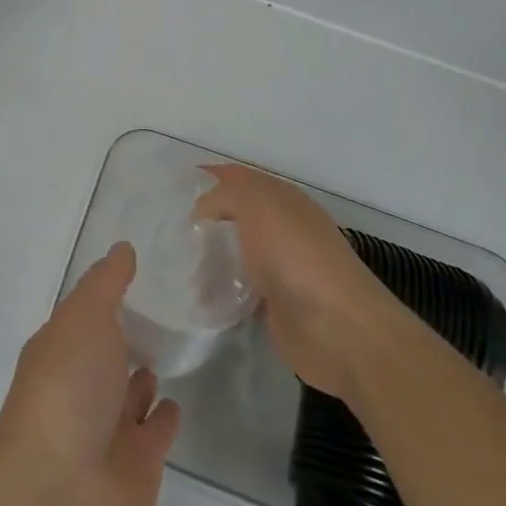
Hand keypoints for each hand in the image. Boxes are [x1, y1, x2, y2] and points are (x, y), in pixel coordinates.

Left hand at [0, 244, 181, 505]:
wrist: (61, 486)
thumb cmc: (68, 387)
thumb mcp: (84, 317)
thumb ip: (106, 284)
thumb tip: (122, 249)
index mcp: (62, 348)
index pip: (87, 316)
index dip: (107, 296)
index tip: (140, 273)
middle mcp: (81, 386)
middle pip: (107, 356)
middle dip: (126, 337)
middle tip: (165, 312)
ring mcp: (108, 428)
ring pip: (130, 394)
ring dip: (143, 377)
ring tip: (170, 349)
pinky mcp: (137, 465)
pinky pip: (155, 433)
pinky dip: (164, 418)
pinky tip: (177, 401)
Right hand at [193, 164, 382, 398]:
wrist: (338, 328)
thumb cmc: (296, 256)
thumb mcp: (257, 204)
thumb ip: (223, 194)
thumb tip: (202, 211)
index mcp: (281, 199)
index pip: (237, 177)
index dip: (206, 177)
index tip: (170, 187)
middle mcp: (281, 229)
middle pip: (232, 216)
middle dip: (201, 220)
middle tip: (167, 228)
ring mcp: (278, 267)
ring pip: (231, 253)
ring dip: (205, 258)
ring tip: (174, 266)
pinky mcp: (271, 304)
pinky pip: (234, 290)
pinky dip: (215, 291)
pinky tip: (194, 296)